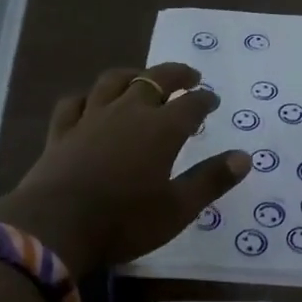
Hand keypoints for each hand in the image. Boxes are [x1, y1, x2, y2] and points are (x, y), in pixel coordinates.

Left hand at [0, 64, 248, 272]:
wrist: (56, 226)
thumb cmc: (125, 220)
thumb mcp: (178, 208)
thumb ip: (211, 180)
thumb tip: (244, 157)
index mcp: (162, 129)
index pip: (191, 104)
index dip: (205, 99)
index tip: (213, 99)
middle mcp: (128, 112)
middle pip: (155, 80)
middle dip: (176, 75)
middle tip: (189, 76)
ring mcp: (91, 118)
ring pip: (113, 81)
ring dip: (133, 75)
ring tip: (142, 78)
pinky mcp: (61, 131)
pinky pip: (74, 102)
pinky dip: (87, 97)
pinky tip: (90, 101)